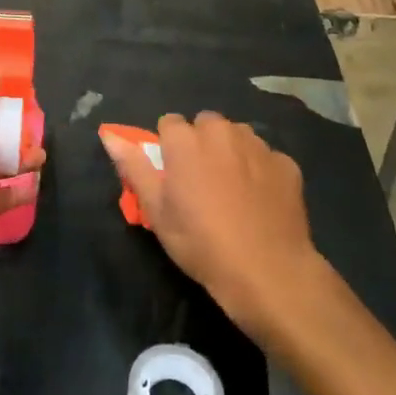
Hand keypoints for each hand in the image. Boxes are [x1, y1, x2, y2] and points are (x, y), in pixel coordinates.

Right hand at [101, 113, 325, 340]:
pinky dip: (260, 170)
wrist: (267, 271)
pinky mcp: (286, 163)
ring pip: (237, 135)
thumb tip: (109, 135)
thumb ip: (134, 167)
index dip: (169, 147)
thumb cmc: (201, 243)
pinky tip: (260, 200)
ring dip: (231, 151)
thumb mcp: (157, 211)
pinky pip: (266, 156)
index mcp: (185, 140)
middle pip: (205, 123)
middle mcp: (222, 132)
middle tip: (201, 181)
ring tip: (232, 189)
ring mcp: (257, 145)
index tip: (173, 174)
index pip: (169, 123)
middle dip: (201, 143)